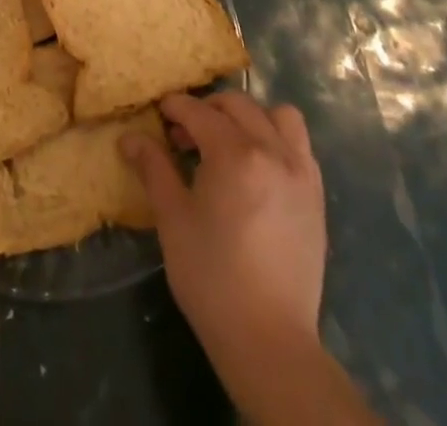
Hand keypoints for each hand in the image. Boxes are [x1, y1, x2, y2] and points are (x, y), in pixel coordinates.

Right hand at [123, 93, 331, 410]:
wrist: (269, 340)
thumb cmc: (211, 277)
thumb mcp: (172, 219)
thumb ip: (154, 168)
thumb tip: (130, 137)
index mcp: (235, 154)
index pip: (199, 111)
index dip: (175, 107)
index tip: (159, 114)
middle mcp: (272, 151)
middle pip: (237, 105)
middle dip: (207, 109)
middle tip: (184, 135)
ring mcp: (300, 173)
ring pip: (278, 116)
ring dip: (250, 117)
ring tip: (229, 143)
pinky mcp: (316, 196)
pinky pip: (300, 145)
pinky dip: (277, 140)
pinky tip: (258, 168)